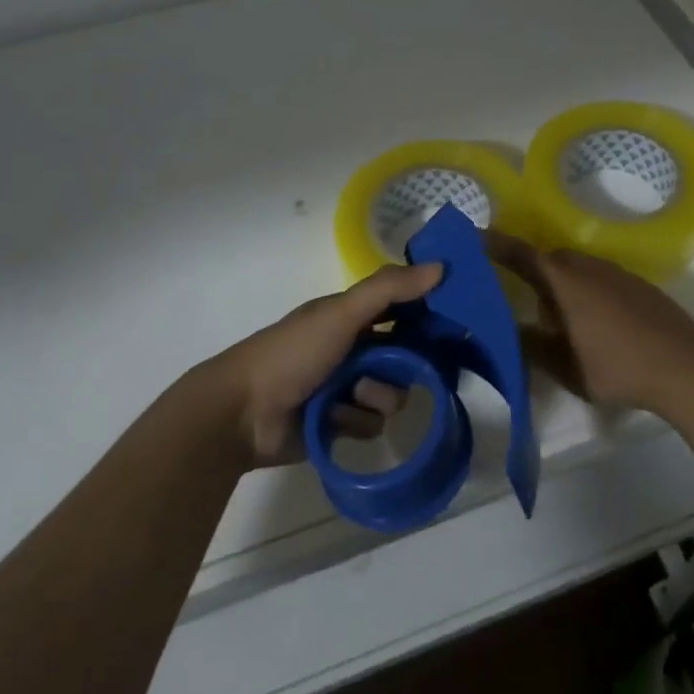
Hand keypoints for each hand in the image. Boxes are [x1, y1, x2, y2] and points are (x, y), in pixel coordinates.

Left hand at [204, 262, 443, 467]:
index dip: (426, 315)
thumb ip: (389, 289)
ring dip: (376, 396)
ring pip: (391, 394)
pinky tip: (333, 420)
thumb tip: (442, 267)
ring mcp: (346, 390)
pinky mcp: (340, 426)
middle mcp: (353, 350)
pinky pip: (371, 425)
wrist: (243, 414)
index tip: (450, 323)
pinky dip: (355, 422)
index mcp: (351, 317)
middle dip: (402, 366)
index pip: (402, 309)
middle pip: (404, 357)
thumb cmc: (293, 352)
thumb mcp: (342, 313)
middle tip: (398, 368)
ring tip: (351, 397)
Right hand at [486, 231, 693, 415]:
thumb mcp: (563, 366)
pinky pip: (601, 278)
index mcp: (564, 282)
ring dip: (563, 284)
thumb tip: (506, 330)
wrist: (684, 366)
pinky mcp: (639, 285)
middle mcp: (588, 267)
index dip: (495, 244)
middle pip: (550, 259)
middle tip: (525, 302)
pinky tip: (597, 324)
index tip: (472, 237)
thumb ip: (531, 346)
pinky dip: (588, 291)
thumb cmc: (616, 366)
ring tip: (562, 320)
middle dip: (533, 273)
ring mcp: (617, 273)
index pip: (521, 254)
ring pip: (578, 268)